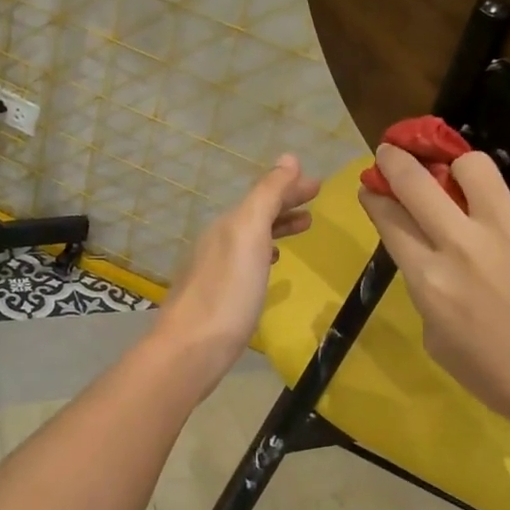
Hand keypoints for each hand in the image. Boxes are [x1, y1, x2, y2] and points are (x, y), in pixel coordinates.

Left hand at [155, 155, 319, 384]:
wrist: (190, 350)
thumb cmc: (227, 292)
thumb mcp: (250, 235)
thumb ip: (268, 195)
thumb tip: (289, 158)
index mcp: (228, 224)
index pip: (264, 194)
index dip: (290, 187)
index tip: (319, 185)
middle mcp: (218, 241)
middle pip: (256, 214)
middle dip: (285, 204)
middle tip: (314, 205)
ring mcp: (214, 270)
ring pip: (251, 237)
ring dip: (276, 228)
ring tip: (302, 229)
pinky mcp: (215, 296)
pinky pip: (245, 262)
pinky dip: (263, 254)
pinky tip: (271, 268)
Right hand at [357, 144, 509, 447]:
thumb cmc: (502, 379)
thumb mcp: (440, 344)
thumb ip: (428, 294)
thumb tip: (433, 263)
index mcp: (429, 280)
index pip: (389, 220)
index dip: (374, 198)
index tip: (370, 187)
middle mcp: (462, 244)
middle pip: (415, 181)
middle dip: (395, 160)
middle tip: (393, 152)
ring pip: (473, 165)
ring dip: (462, 170)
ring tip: (469, 183)